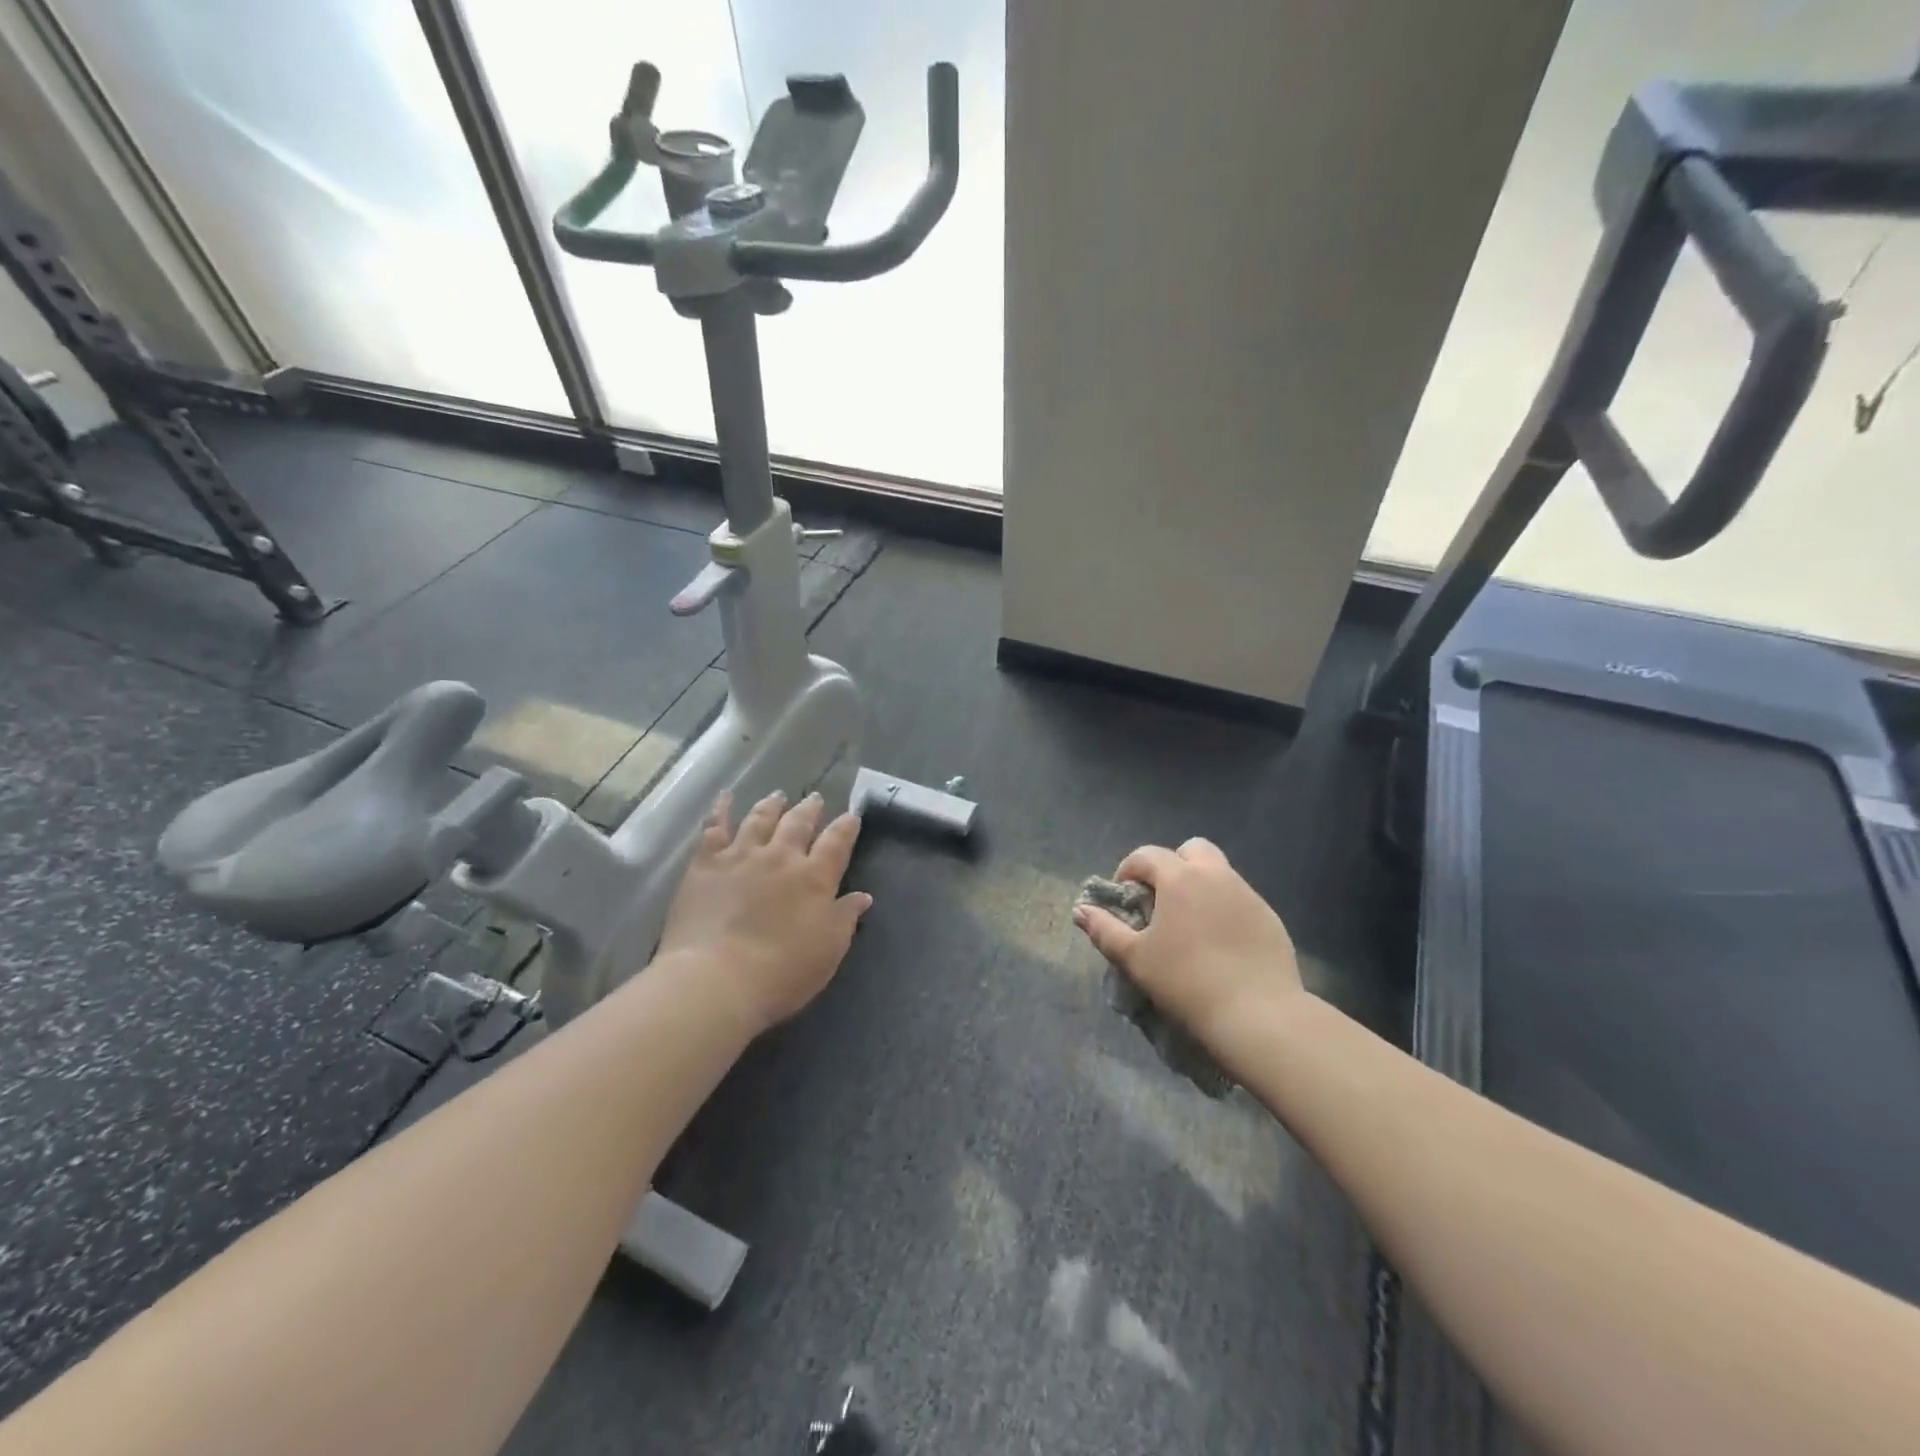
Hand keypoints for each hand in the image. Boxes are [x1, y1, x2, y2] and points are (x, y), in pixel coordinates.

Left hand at [655, 791, 871, 1034]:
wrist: (716, 978)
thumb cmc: (781, 971)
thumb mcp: (828, 950)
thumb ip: (845, 918)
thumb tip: (862, 896)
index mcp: (814, 877)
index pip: (837, 843)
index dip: (846, 827)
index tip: (851, 816)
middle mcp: (781, 857)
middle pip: (799, 823)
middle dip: (810, 810)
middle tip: (816, 799)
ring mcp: (741, 855)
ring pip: (760, 819)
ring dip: (772, 806)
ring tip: (778, 796)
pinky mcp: (706, 864)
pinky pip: (714, 828)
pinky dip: (720, 810)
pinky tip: (724, 798)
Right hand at [1072, 838, 1302, 1046]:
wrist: (1257, 1015)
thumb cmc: (1186, 982)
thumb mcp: (1135, 959)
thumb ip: (1104, 930)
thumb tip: (1080, 910)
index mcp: (1180, 878)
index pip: (1148, 855)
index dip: (1129, 869)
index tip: (1124, 896)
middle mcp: (1216, 876)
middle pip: (1192, 849)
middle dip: (1172, 865)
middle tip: (1161, 899)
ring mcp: (1248, 895)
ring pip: (1219, 873)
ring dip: (1199, 885)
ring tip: (1190, 924)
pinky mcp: (1270, 917)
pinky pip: (1240, 900)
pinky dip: (1224, 908)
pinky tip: (1219, 943)